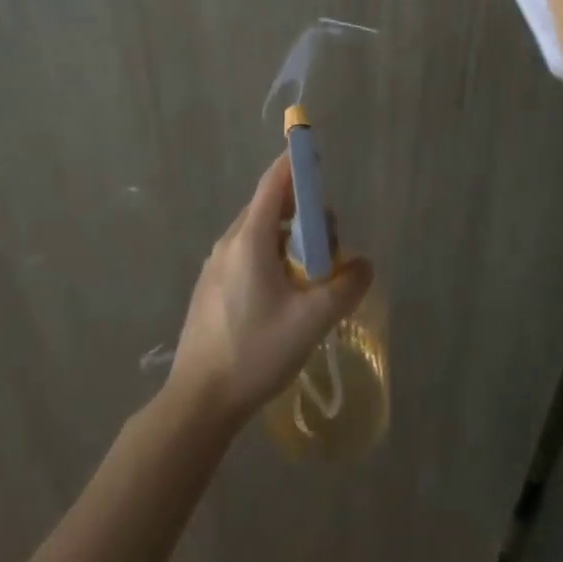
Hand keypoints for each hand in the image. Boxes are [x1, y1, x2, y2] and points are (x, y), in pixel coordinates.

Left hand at [166, 153, 373, 429]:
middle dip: (305, 215)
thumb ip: (345, 287)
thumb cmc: (255, 352)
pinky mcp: (212, 286)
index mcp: (250, 239)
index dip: (298, 165)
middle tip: (330, 250)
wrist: (198, 401)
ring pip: (260, 233)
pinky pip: (248, 254)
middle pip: (271, 207)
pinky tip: (285, 296)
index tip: (320, 159)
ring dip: (290, 240)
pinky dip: (273, 257)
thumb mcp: (311, 321)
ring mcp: (216, 264)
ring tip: (312, 277)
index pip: (275, 182)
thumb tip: (364, 265)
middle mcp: (229, 242)